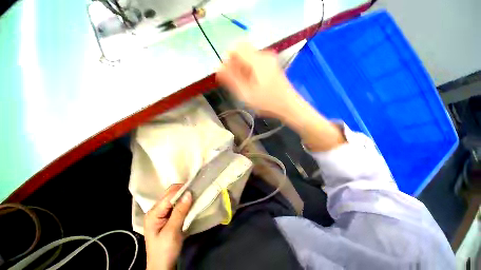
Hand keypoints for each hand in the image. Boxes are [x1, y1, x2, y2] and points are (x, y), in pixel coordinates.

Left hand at [144, 184, 192, 269]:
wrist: (162, 266)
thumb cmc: (165, 250)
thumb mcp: (172, 231)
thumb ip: (179, 211)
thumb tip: (189, 193)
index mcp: (153, 213)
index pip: (169, 195)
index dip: (182, 190)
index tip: (195, 189)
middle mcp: (156, 210)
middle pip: (170, 194)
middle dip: (183, 191)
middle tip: (195, 192)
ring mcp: (161, 213)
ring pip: (174, 198)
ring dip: (184, 196)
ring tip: (194, 196)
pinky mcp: (166, 217)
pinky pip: (175, 204)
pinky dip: (183, 202)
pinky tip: (189, 203)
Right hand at [217, 43, 345, 151]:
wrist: (289, 107)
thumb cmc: (267, 103)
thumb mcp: (246, 94)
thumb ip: (231, 80)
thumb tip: (218, 68)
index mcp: (257, 60)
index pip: (235, 48)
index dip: (227, 60)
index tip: (227, 75)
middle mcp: (264, 55)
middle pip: (242, 52)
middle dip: (235, 66)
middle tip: (236, 83)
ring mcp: (269, 60)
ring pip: (248, 58)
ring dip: (242, 69)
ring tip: (244, 86)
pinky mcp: (272, 66)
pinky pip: (255, 63)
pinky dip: (249, 71)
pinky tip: (252, 84)